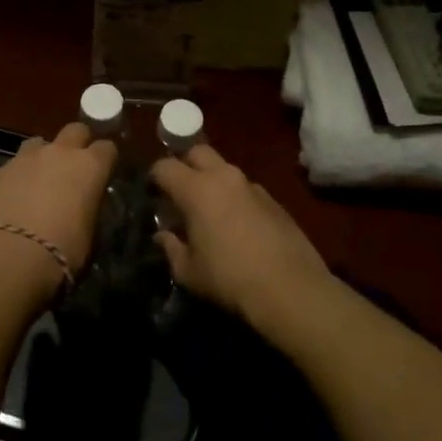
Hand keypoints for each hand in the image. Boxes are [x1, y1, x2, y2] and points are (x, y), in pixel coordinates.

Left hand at [0, 122, 116, 297]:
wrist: (8, 259)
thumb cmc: (62, 252)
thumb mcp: (89, 236)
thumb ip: (88, 210)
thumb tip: (83, 207)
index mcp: (89, 167)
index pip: (107, 148)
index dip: (105, 161)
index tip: (103, 174)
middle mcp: (57, 153)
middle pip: (74, 130)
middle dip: (76, 144)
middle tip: (72, 170)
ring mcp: (22, 159)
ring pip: (36, 144)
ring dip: (40, 159)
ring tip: (36, 184)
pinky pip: (6, 170)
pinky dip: (10, 182)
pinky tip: (7, 204)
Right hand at [151, 143, 332, 330]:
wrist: (290, 288)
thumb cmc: (229, 279)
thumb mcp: (189, 271)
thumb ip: (171, 248)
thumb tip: (163, 235)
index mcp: (196, 189)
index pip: (165, 167)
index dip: (154, 177)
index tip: (151, 192)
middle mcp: (224, 177)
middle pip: (197, 152)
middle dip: (184, 164)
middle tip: (179, 191)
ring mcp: (252, 186)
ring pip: (224, 169)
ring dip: (212, 181)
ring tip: (208, 210)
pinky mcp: (273, 200)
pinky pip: (245, 188)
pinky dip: (234, 197)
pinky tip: (237, 224)